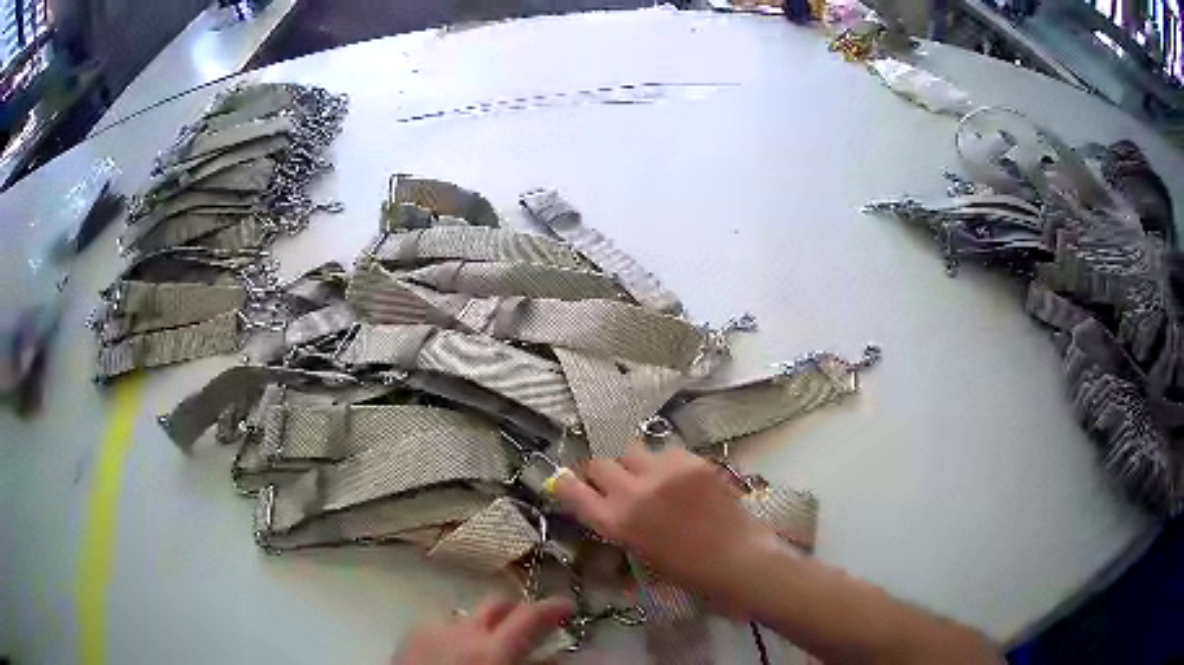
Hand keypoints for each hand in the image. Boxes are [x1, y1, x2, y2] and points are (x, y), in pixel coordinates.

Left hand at [392, 597, 570, 664]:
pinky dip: (456, 635)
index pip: (531, 616)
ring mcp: (432, 631)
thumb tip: (555, 658)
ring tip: (487, 648)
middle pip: (496, 605)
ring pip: (467, 615)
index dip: (553, 608)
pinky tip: (455, 655)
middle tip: (530, 626)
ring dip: (483, 626)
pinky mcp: (409, 637)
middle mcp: (461, 631)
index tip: (567, 606)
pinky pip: (441, 627)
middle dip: (516, 611)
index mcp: (492, 649)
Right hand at [553, 441, 776, 601]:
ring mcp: (663, 471)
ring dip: (633, 464)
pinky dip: (666, 462)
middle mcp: (633, 492)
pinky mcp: (691, 460)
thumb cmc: (686, 571)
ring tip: (651, 478)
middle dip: (602, 474)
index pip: (571, 490)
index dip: (565, 484)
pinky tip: (681, 479)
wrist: (736, 558)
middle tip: (616, 485)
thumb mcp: (640, 557)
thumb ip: (618, 530)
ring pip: (631, 450)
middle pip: (598, 463)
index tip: (568, 483)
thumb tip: (605, 512)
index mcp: (616, 522)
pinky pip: (666, 451)